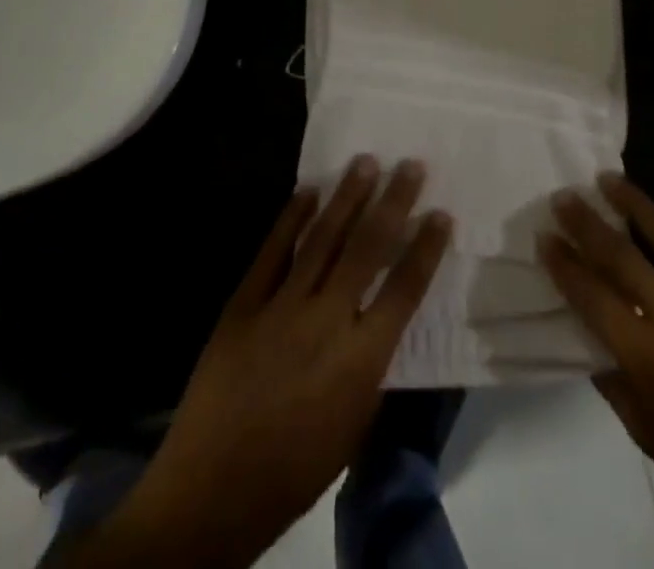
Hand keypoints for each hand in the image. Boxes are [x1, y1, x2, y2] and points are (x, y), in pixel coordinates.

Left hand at [75, 156, 450, 568]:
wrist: (211, 492)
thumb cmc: (295, 469)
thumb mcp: (354, 424)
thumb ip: (371, 364)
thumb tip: (380, 315)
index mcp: (360, 359)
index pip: (405, 290)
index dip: (426, 248)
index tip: (442, 213)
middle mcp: (326, 322)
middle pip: (367, 249)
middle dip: (392, 202)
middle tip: (410, 165)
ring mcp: (281, 307)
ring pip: (322, 239)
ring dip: (347, 197)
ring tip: (365, 161)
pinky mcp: (243, 304)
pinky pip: (272, 251)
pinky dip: (290, 218)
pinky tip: (307, 191)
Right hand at [542, 175, 653, 548]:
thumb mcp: (645, 433)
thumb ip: (612, 380)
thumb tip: (588, 335)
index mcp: (646, 356)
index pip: (591, 296)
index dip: (563, 264)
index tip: (545, 236)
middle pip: (622, 256)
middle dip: (587, 222)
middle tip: (566, 197)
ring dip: (637, 203)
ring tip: (612, 180)